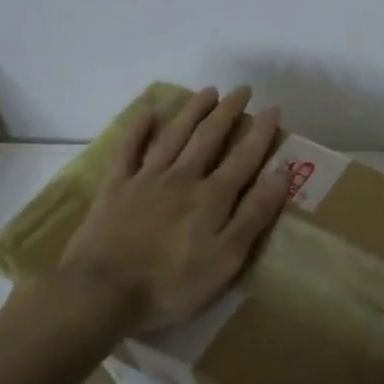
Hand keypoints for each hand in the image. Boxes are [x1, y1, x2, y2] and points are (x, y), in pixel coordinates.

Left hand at [32, 86, 290, 334]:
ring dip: (192, 111)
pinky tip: (149, 112)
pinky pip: (128, 149)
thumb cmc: (171, 284)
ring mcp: (146, 179)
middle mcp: (182, 178)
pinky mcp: (115, 188)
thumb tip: (281, 172)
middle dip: (228, 112)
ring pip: (174, 135)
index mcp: (212, 197)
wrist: (101, 293)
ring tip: (207, 91)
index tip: (273, 109)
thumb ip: (254, 214)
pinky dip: (139, 128)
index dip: (260, 133)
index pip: (244, 157)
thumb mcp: (226, 259)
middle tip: (242, 90)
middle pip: (209, 137)